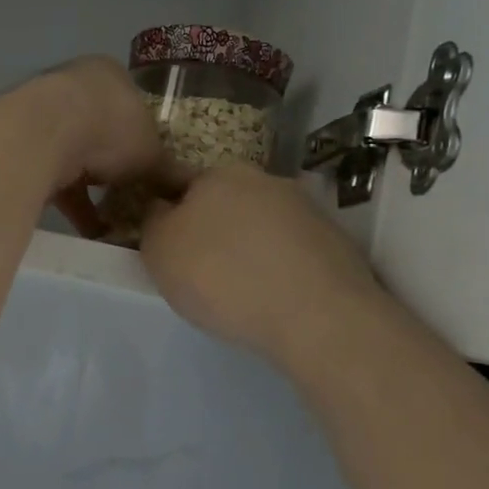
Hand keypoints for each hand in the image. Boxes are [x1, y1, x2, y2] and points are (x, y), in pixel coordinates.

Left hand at [23, 58, 189, 237]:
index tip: (153, 168)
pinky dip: (74, 205)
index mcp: (108, 74)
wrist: (43, 135)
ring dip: (92, 189)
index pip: (132, 105)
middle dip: (115, 166)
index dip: (145, 138)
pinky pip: (56, 179)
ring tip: (115, 222)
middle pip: (101, 131)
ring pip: (76, 156)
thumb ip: (169, 171)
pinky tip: (91, 232)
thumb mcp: (152, 153)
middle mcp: (73, 87)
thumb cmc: (110, 128)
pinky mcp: (25, 148)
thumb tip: (192, 190)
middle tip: (134, 196)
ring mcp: (44, 116)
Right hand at [139, 165, 388, 361]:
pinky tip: (273, 297)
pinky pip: (290, 251)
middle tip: (197, 270)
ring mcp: (305, 209)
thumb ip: (153, 221)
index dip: (166, 210)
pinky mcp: (335, 242)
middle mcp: (264, 179)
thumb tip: (162, 208)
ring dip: (246, 247)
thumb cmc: (221, 276)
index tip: (163, 243)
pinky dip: (278, 267)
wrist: (316, 316)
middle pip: (222, 202)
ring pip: (259, 225)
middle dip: (209, 228)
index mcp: (218, 173)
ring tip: (239, 290)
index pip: (178, 181)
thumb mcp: (159, 250)